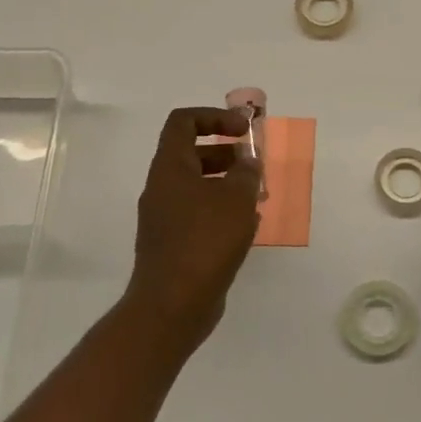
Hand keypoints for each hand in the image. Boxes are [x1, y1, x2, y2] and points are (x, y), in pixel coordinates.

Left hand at [124, 107, 261, 350]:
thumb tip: (248, 161)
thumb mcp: (236, 198)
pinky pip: (199, 214)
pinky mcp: (173, 244)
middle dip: (227, 153)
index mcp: (170, 168)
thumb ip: (246, 172)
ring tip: (258, 197)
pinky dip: (222, 211)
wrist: (172, 305)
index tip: (244, 130)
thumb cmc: (205, 241)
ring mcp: (165, 218)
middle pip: (192, 154)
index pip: (184, 122)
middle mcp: (162, 188)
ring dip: (228, 184)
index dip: (215, 116)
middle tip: (255, 166)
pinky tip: (247, 227)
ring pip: (198, 186)